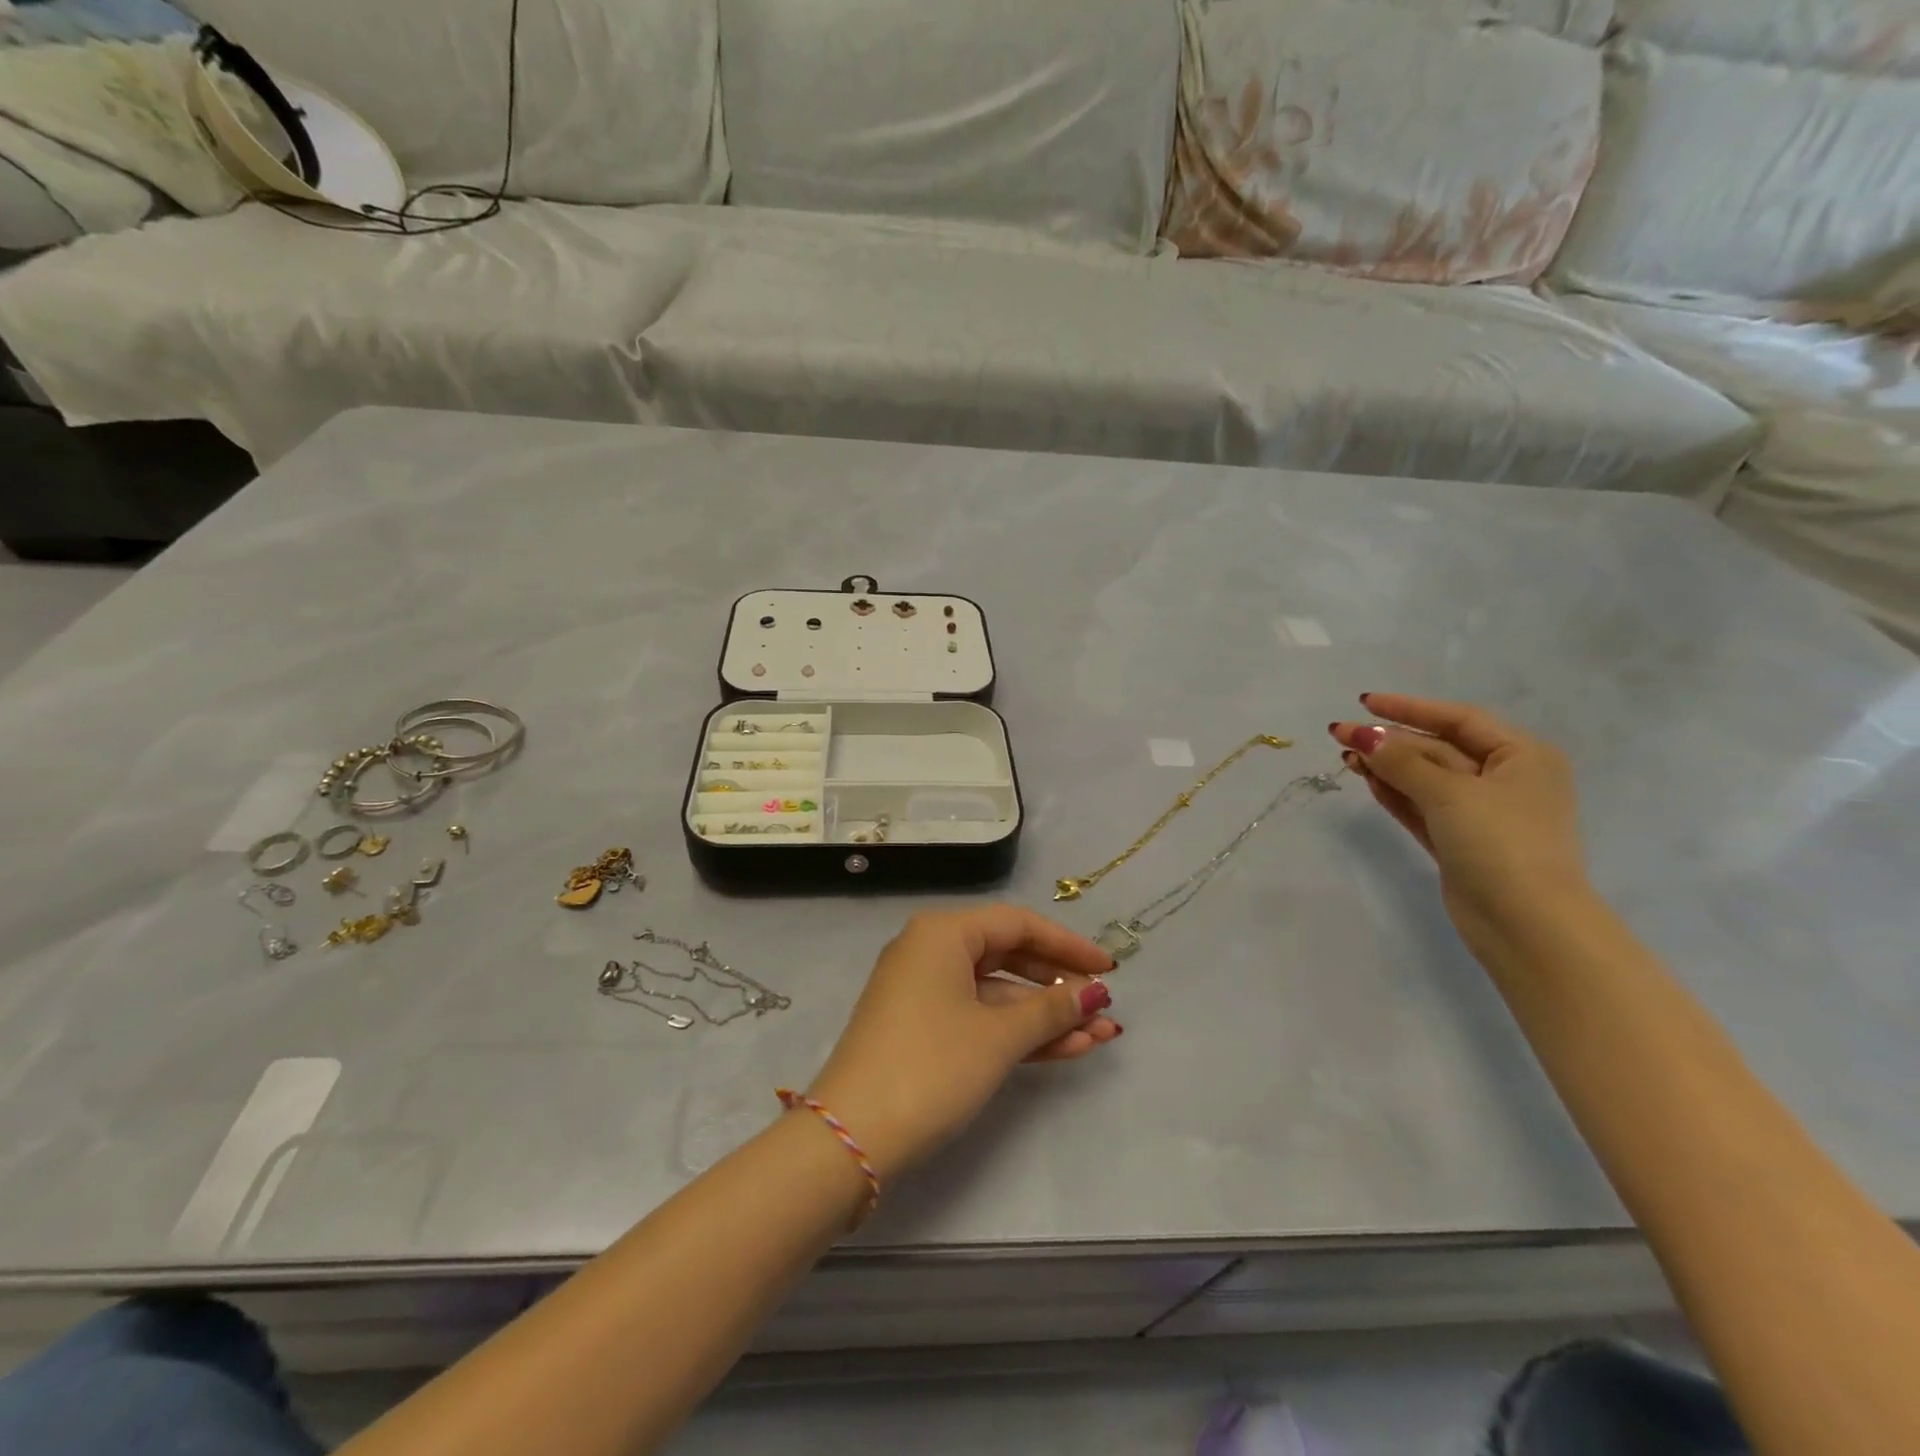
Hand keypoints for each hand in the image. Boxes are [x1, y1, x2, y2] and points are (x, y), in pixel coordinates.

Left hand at [807, 906, 1119, 1181]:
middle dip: (1060, 985)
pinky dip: (1019, 1033)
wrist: (852, 1136)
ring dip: (1047, 1016)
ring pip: (998, 994)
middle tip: (1106, 1005)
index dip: (1068, 944)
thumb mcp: (999, 1036)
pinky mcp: (923, 1030)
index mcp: (943, 933)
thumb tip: (1096, 994)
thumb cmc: (932, 1066)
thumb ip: (1052, 1010)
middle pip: (1009, 956)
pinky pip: (981, 1019)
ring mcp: (925, 993)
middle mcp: (931, 952)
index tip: (1109, 968)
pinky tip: (1068, 1048)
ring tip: (1102, 1036)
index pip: (1017, 924)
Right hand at [1329, 693, 1588, 955]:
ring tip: (1345, 756)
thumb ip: (1401, 761)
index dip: (1409, 708)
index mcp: (1522, 757)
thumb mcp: (1449, 793)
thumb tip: (1360, 735)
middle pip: (1438, 749)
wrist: (1526, 923)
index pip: (1459, 719)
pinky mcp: (1460, 843)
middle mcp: (1505, 780)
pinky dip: (1395, 793)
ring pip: (1425, 779)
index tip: (1364, 702)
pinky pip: (1422, 807)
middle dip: (1390, 742)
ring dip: (1387, 767)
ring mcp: (1482, 814)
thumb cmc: (1500, 842)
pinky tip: (1366, 780)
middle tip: (1341, 734)